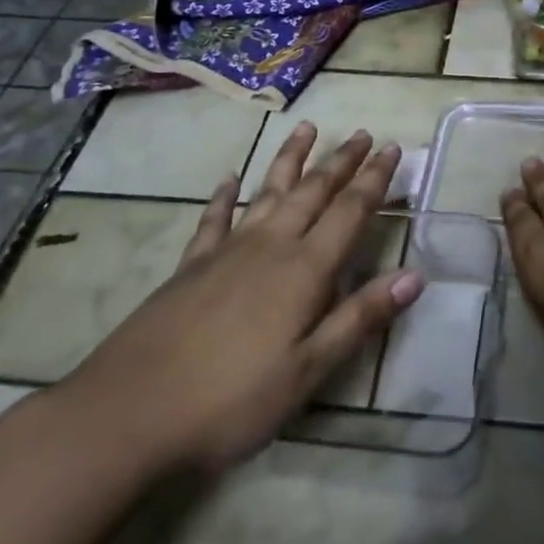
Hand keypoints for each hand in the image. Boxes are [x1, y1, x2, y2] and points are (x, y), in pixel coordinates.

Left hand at [56, 123, 422, 478]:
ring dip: (290, 160)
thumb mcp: (308, 371)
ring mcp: (226, 252)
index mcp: (304, 270)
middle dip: (341, 161)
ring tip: (306, 128)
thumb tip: (416, 275)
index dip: (374, 179)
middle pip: (313, 192)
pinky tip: (230, 178)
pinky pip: (214, 219)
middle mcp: (270, 246)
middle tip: (361, 133)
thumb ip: (360, 318)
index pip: (350, 211)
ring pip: (268, 192)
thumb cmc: (230, 400)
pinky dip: (225, 196)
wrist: (127, 414)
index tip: (392, 147)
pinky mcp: (190, 266)